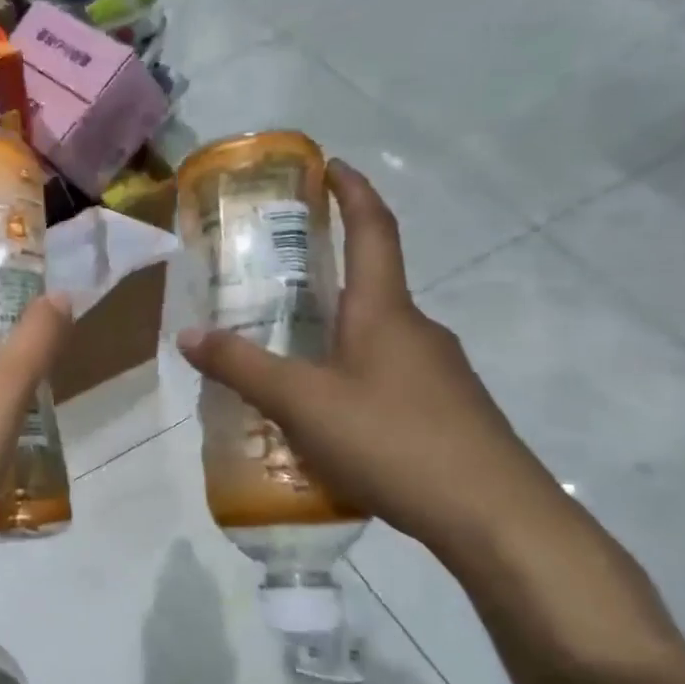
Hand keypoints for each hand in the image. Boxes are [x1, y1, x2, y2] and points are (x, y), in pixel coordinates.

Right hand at [176, 161, 560, 561]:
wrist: (495, 518)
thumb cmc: (393, 441)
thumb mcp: (301, 404)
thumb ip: (243, 367)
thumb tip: (188, 334)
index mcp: (385, 311)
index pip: (373, 230)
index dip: (352, 192)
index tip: (330, 165)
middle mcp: (417, 330)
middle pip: (371, 285)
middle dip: (327, 273)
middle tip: (275, 282)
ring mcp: (439, 373)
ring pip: (377, 337)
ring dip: (336, 334)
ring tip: (287, 360)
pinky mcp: (447, 411)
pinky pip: (388, 376)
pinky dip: (353, 377)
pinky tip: (327, 418)